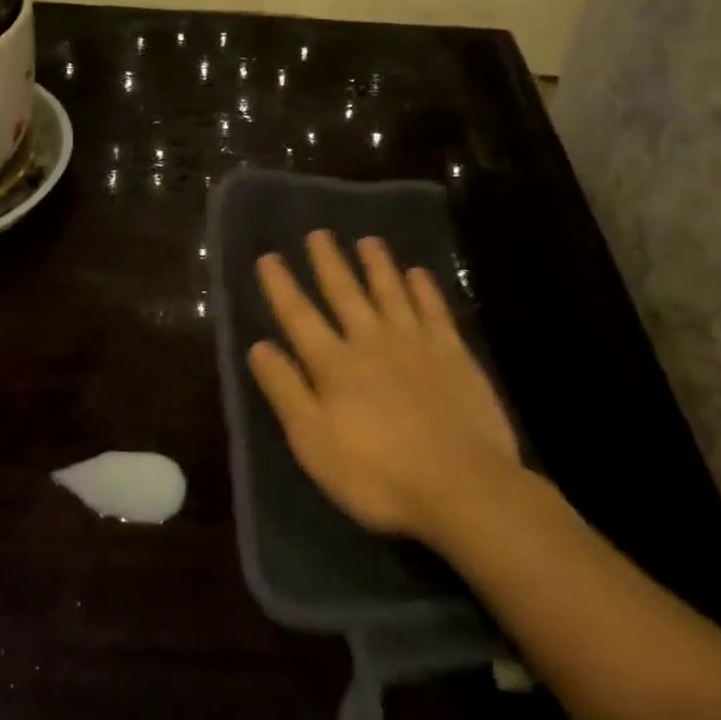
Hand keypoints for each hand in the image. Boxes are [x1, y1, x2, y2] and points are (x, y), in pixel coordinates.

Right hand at [249, 231, 524, 549]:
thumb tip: (259, 346)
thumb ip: (286, 390)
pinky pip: (435, 310)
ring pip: (391, 292)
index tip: (269, 257)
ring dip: (377, 265)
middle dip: (329, 262)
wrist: (462, 486)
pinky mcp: (453, 354)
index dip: (282, 286)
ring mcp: (415, 343)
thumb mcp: (313, 442)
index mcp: (334, 364)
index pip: (299, 316)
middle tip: (319, 233)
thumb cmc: (378, 474)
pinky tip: (418, 273)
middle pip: (345, 293)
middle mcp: (371, 341)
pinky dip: (425, 289)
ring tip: (368, 240)